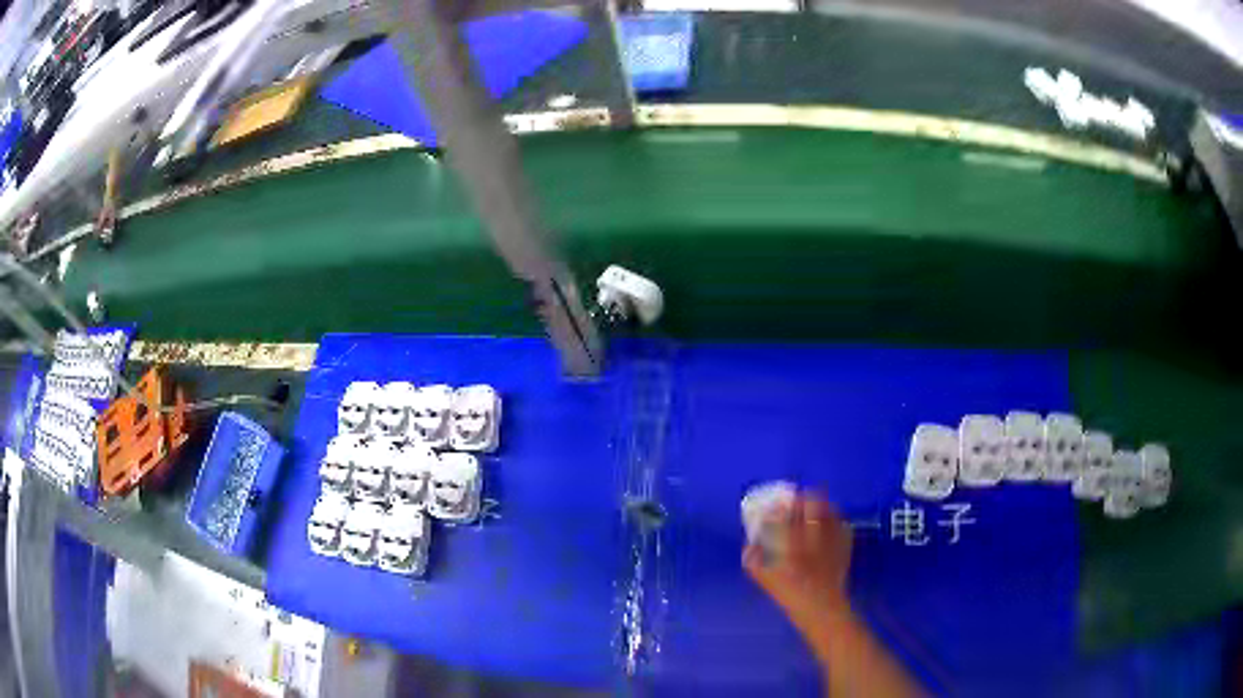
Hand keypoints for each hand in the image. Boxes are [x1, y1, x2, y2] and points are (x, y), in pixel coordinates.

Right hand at [743, 495, 853, 627]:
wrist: (821, 608)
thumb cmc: (791, 595)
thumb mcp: (765, 580)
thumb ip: (754, 560)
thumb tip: (750, 545)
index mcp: (792, 541)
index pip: (785, 512)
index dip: (778, 506)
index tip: (774, 506)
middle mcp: (814, 534)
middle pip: (813, 502)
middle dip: (804, 497)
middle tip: (797, 501)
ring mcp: (832, 538)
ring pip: (830, 509)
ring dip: (821, 505)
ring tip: (814, 508)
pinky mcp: (844, 545)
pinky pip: (842, 524)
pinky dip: (835, 521)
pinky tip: (829, 526)